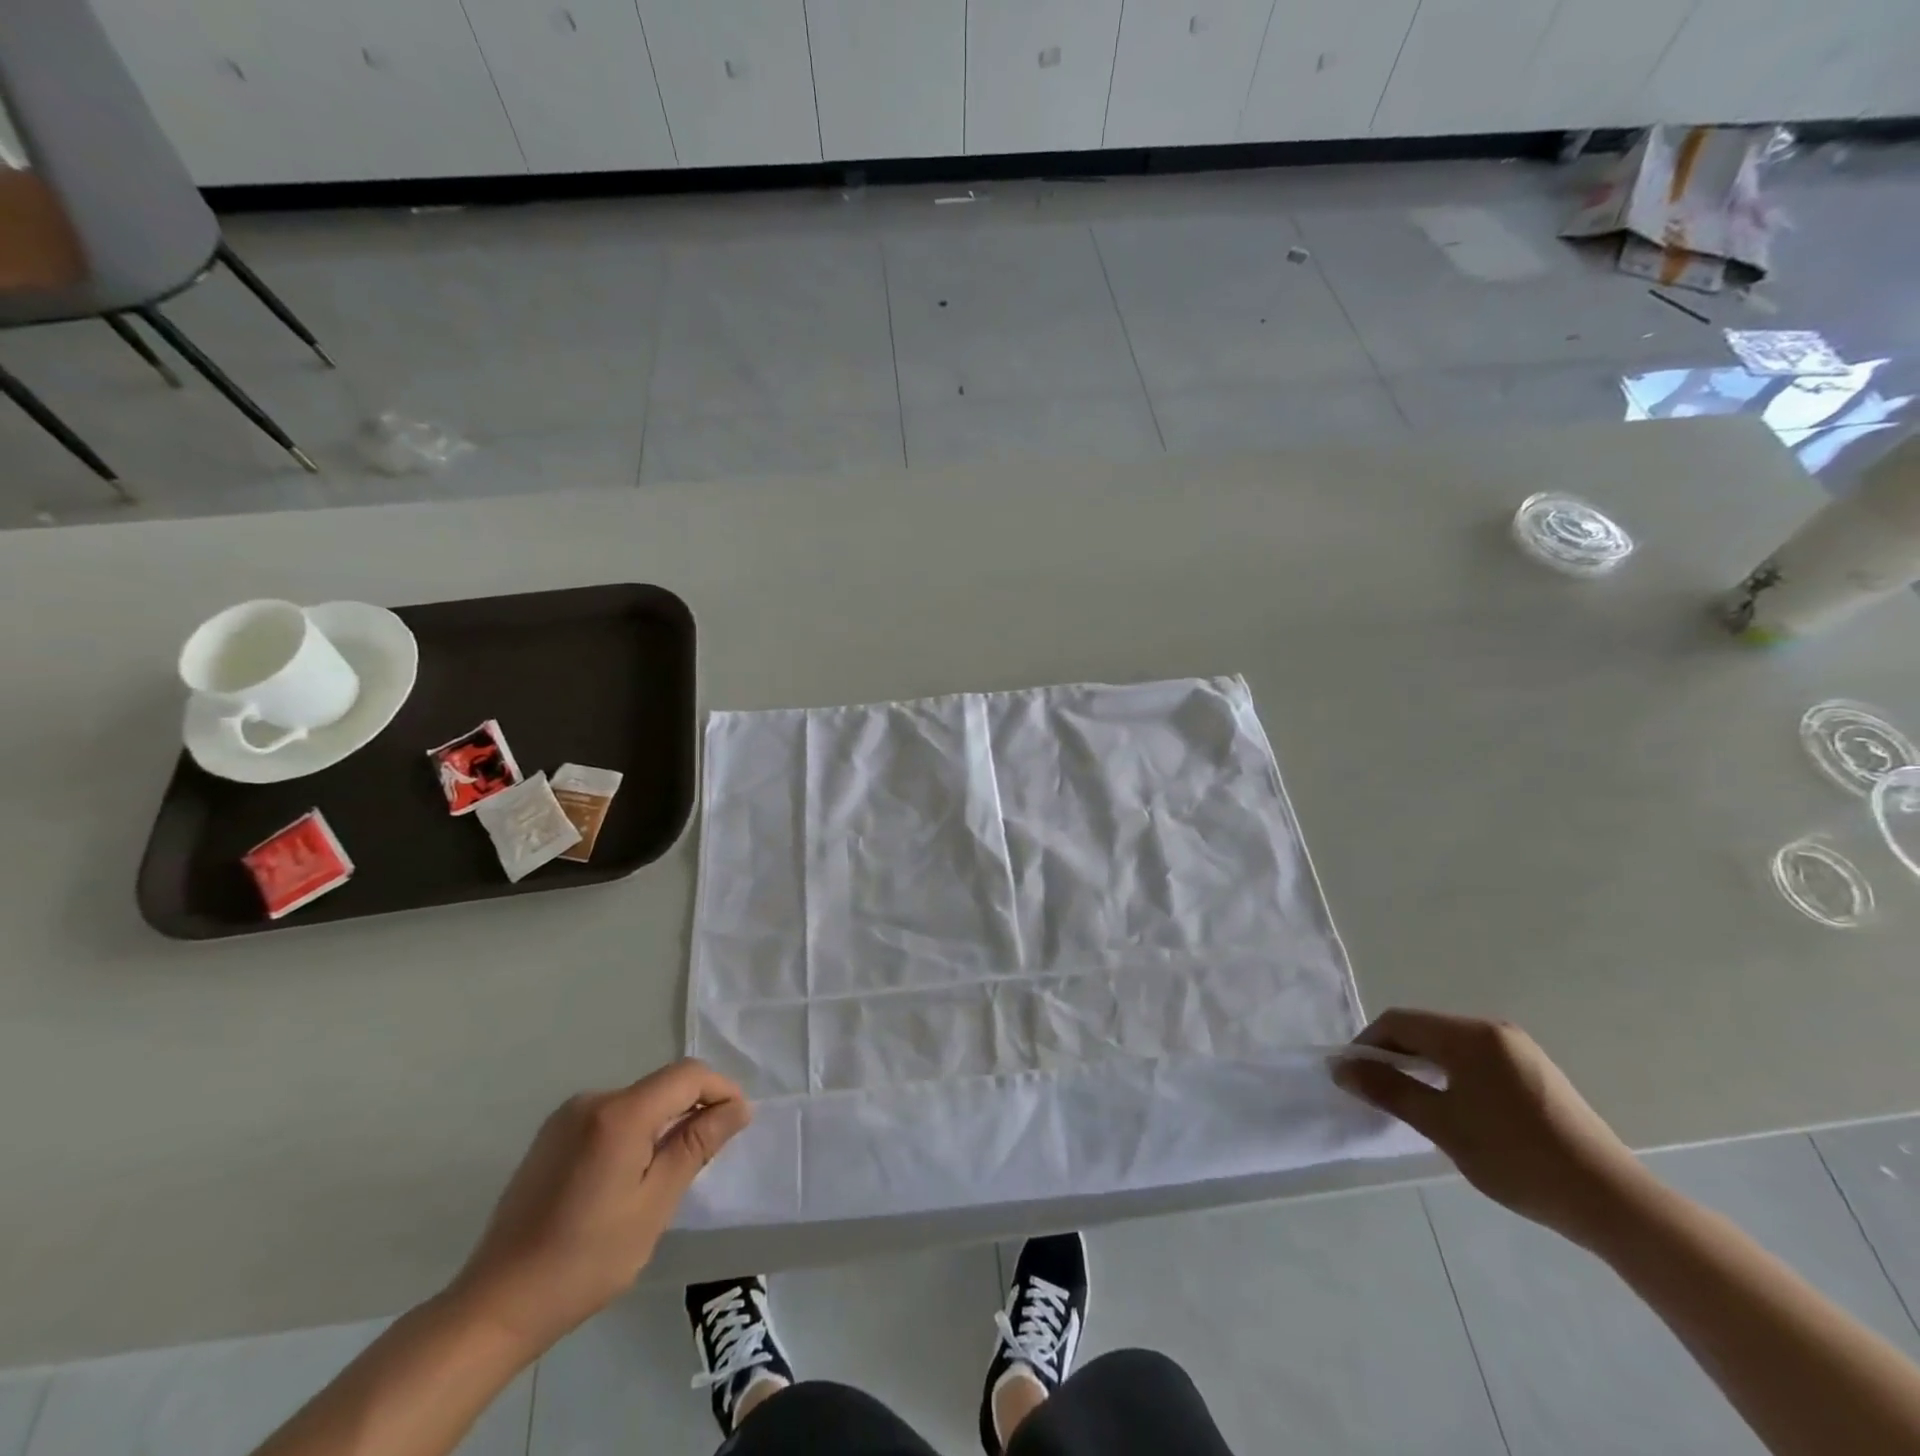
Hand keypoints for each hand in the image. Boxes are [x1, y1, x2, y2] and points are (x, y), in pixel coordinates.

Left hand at [448, 1059, 750, 1358]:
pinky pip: (611, 1117)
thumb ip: (697, 1146)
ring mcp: (567, 1117)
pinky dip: (635, 1133)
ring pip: (638, 1102)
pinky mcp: (551, 1136)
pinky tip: (629, 1178)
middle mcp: (593, 1100)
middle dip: (693, 1109)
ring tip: (669, 1174)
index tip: (738, 1123)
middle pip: (662, 1086)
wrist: (495, 1306)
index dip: (721, 1089)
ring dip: (664, 1123)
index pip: (687, 1075)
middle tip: (707, 1157)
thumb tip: (739, 1107)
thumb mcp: (654, 1204)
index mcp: (619, 1113)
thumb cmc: (585, 1260)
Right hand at [1332, 1008, 1646, 1246]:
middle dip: (1394, 1055)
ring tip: (1411, 1102)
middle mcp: (1493, 1030)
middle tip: (1377, 1092)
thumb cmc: (1516, 1157)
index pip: (1399, 1022)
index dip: (1367, 1044)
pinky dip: (1451, 1075)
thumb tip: (1342, 1068)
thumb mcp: (1442, 1125)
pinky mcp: (1536, 1073)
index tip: (1351, 1076)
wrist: (1611, 1202)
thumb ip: (1388, 1090)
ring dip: (1422, 1066)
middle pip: (1424, 1030)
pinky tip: (1455, 1108)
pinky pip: (1476, 1060)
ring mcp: (1519, 1050)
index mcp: (1469, 1034)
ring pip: (1450, 1046)